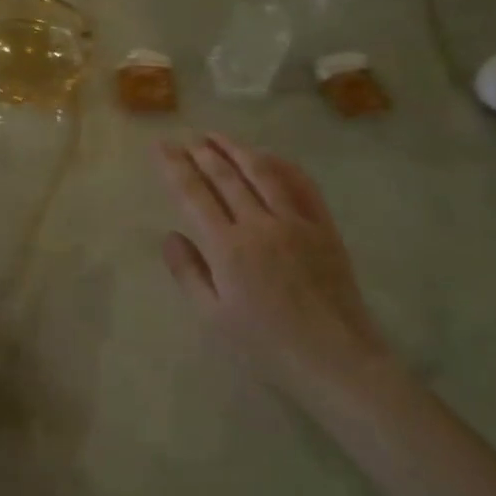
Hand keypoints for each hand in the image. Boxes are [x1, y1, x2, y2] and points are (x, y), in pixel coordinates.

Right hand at [155, 134, 391, 404]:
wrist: (334, 359)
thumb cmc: (265, 346)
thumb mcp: (213, 317)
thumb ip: (188, 273)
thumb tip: (170, 235)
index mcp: (227, 248)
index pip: (193, 194)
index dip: (174, 167)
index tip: (160, 146)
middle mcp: (260, 224)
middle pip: (225, 176)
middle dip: (201, 152)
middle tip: (185, 137)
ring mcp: (296, 221)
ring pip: (262, 172)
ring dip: (236, 149)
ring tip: (216, 136)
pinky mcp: (324, 227)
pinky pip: (302, 185)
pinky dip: (282, 164)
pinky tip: (269, 156)